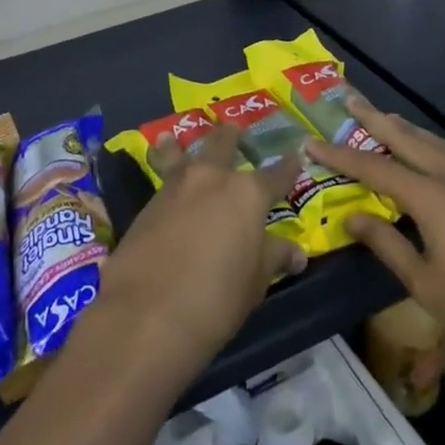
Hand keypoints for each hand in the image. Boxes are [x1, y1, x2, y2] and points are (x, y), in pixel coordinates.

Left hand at [95, 124, 306, 378]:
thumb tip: (296, 252)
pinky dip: (163, 166)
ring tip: (175, 138)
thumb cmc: (215, 300)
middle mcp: (212, 177)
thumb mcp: (254, 283)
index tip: (297, 155)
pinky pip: (162, 174)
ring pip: (184, 153)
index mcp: (247, 193)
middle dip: (231, 137)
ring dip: (184, 145)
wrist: (147, 313)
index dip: (288, 168)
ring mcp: (176, 185)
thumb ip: (273, 258)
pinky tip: (161, 169)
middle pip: (223, 145)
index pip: (275, 174)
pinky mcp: (148, 202)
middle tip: (234, 130)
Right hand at [316, 100, 444, 379]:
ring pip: (432, 142)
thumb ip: (388, 245)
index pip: (375, 168)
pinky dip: (427, 142)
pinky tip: (426, 151)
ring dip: (403, 126)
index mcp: (431, 198)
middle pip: (406, 138)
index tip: (311, 142)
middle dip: (375, 118)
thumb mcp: (427, 284)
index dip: (341, 155)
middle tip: (349, 97)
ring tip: (383, 116)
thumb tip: (351, 217)